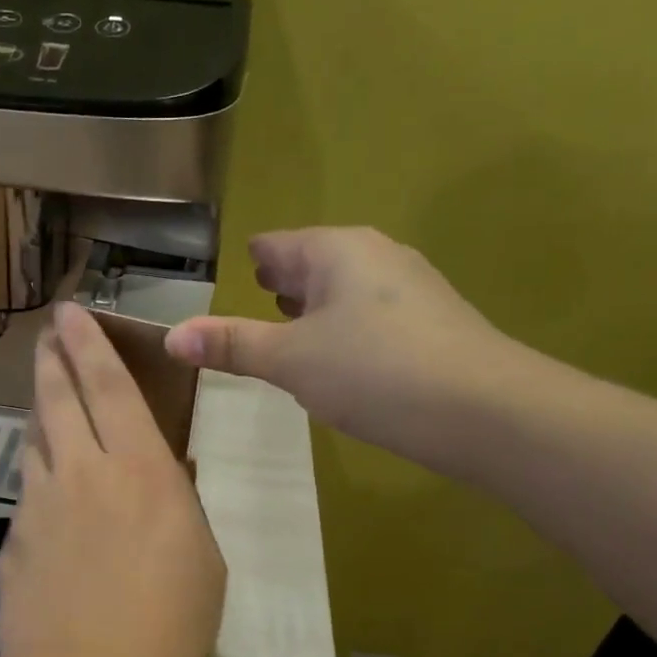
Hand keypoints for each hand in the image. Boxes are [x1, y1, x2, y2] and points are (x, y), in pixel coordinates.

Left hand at [0, 303, 226, 656]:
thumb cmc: (170, 624)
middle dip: (50, 358)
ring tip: (44, 407)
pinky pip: (26, 495)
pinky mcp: (12, 540)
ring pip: (33, 441)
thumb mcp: (200, 556)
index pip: (108, 385)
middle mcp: (82, 471)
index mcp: (140, 468)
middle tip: (45, 335)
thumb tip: (164, 477)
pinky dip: (37, 483)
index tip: (70, 312)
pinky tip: (46, 504)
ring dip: (39, 416)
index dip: (88, 342)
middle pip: (56, 398)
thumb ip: (177, 505)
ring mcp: (38, 504)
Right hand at [164, 227, 532, 476]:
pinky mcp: (433, 323)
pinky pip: (371, 317)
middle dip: (282, 283)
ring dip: (315, 309)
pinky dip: (346, 330)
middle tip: (253, 302)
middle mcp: (375, 256)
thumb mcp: (290, 360)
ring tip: (288, 332)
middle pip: (313, 263)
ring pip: (344, 291)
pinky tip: (339, 362)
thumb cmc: (374, 371)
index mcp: (335, 250)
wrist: (486, 411)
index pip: (277, 245)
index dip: (252, 261)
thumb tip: (171, 335)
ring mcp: (411, 288)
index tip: (233, 277)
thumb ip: (231, 344)